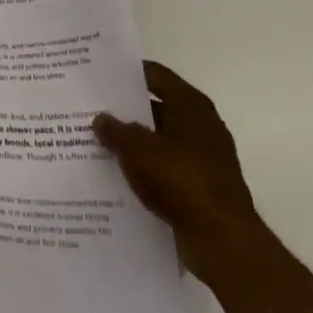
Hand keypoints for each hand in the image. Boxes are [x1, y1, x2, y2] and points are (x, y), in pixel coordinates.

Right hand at [94, 61, 263, 280]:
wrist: (221, 240)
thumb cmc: (180, 179)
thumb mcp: (136, 148)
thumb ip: (115, 129)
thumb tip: (102, 119)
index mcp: (190, 106)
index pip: (155, 75)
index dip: (127, 72)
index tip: (99, 73)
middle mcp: (201, 126)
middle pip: (156, 107)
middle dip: (125, 110)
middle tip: (90, 108)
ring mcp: (204, 158)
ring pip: (159, 140)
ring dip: (133, 142)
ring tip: (96, 141)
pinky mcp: (201, 187)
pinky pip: (165, 168)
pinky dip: (145, 168)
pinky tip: (117, 173)